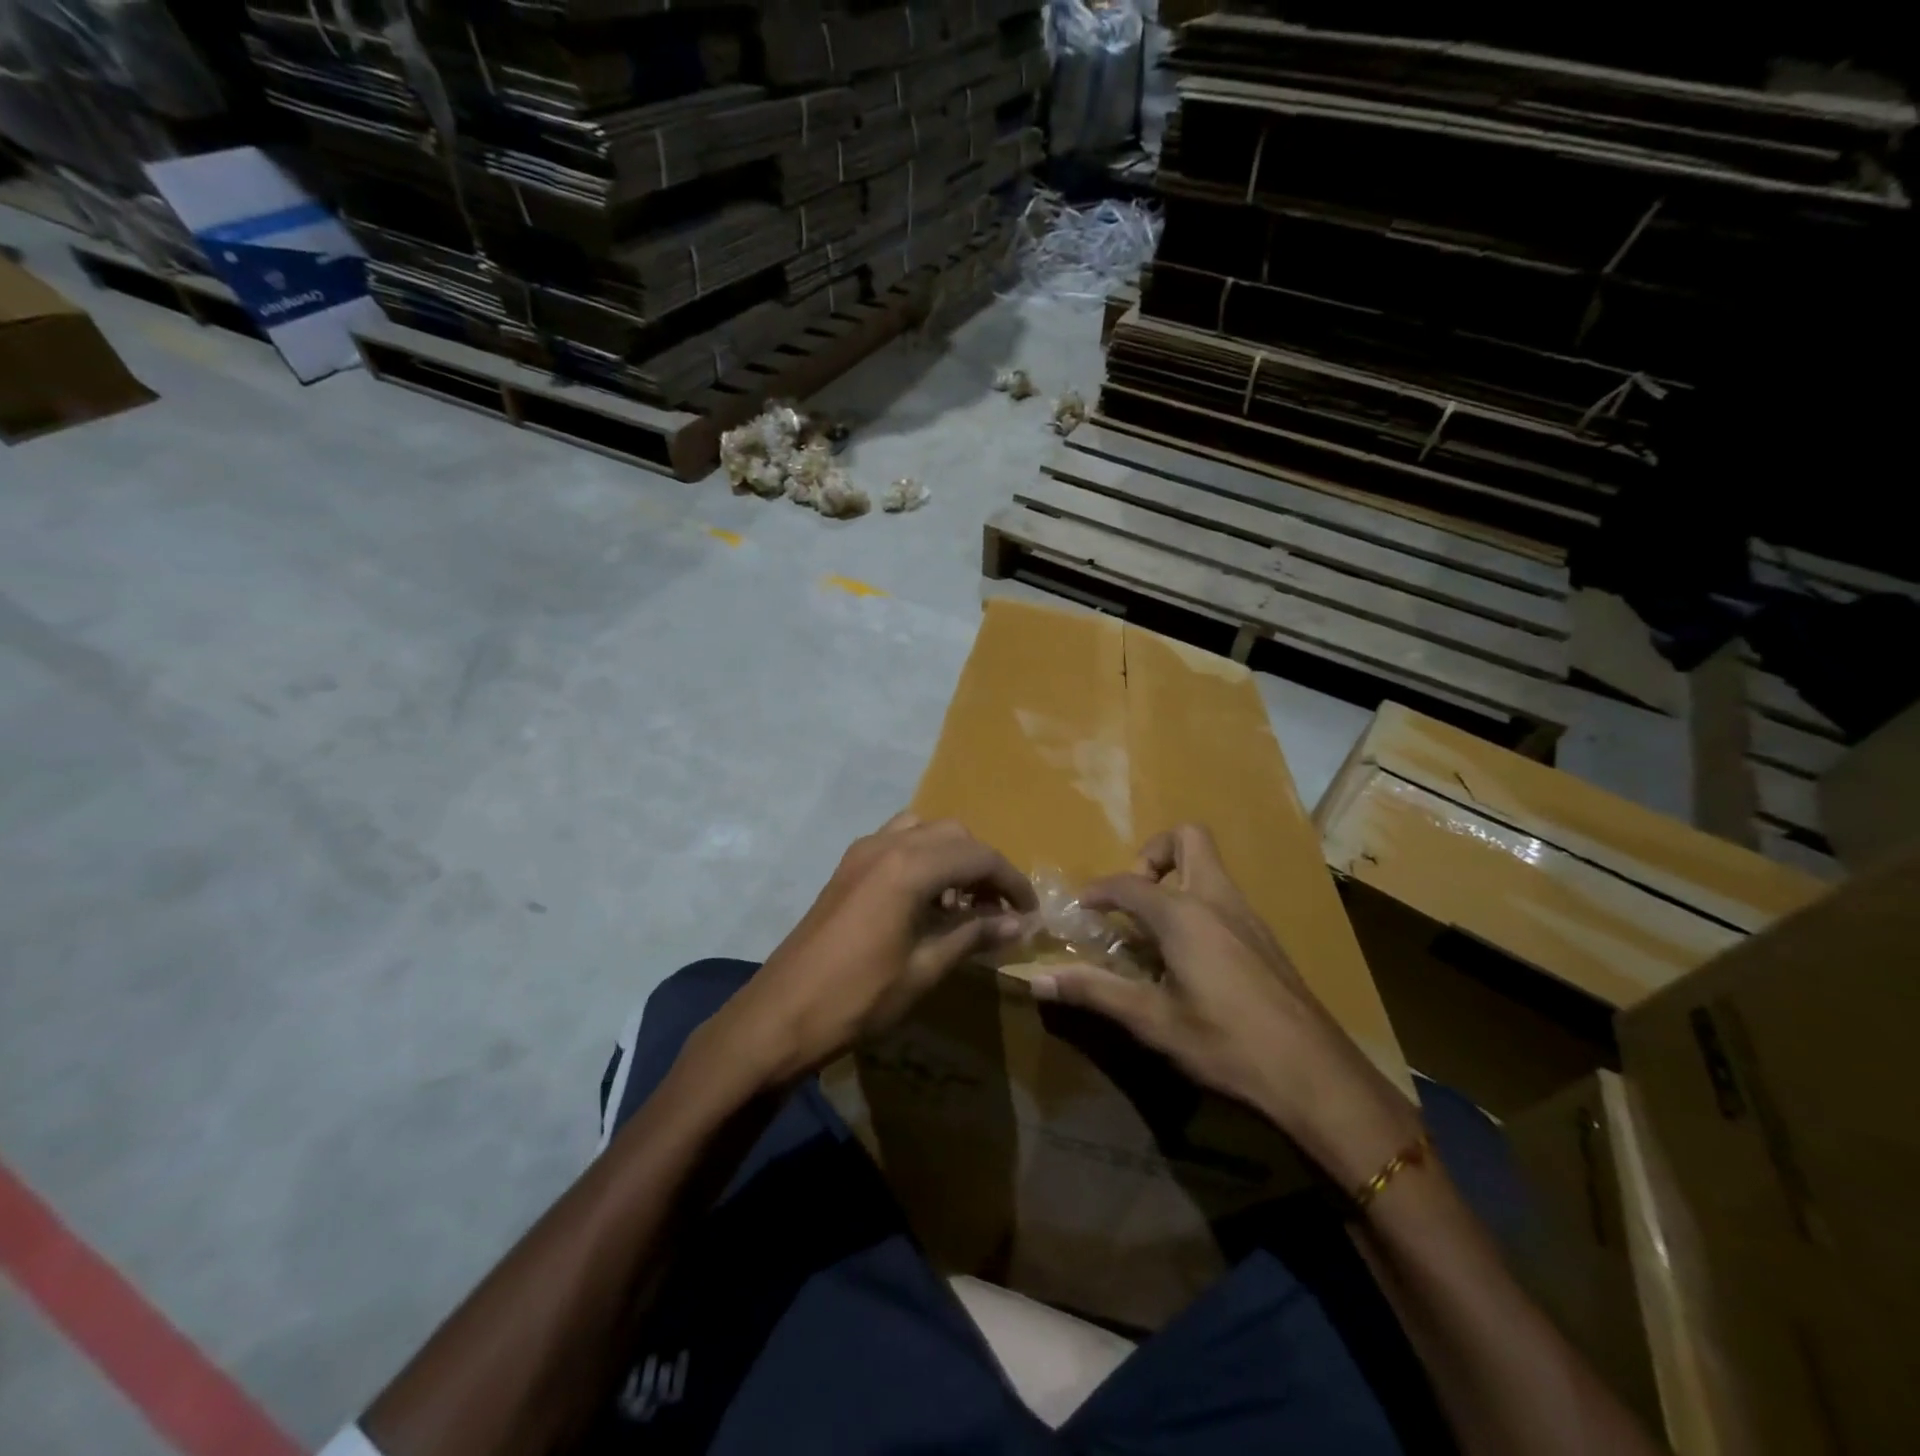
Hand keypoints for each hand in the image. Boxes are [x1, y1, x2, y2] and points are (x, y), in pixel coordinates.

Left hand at [694, 814, 1036, 1089]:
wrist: (780, 1015)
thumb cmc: (859, 997)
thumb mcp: (925, 969)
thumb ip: (974, 935)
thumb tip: (1019, 923)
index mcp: (909, 866)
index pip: (979, 856)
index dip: (1012, 881)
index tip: (1030, 911)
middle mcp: (887, 844)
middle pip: (954, 835)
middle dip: (984, 865)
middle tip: (1001, 908)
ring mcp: (862, 852)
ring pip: (924, 831)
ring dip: (953, 857)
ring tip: (967, 902)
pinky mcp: (847, 867)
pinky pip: (898, 843)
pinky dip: (924, 859)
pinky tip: (929, 900)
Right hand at [1030, 825, 1421, 1191]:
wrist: (1316, 1075)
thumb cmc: (1226, 1043)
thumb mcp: (1152, 1021)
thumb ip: (1094, 991)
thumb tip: (1037, 980)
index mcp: (1184, 914)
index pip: (1128, 883)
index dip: (1097, 891)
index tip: (1079, 910)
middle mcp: (1217, 900)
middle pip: (1188, 838)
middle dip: (1153, 853)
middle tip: (1133, 898)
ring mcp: (1247, 916)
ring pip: (1210, 867)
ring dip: (1176, 879)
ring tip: (1152, 930)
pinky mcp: (1265, 939)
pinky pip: (1223, 897)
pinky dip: (1197, 905)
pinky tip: (1189, 957)